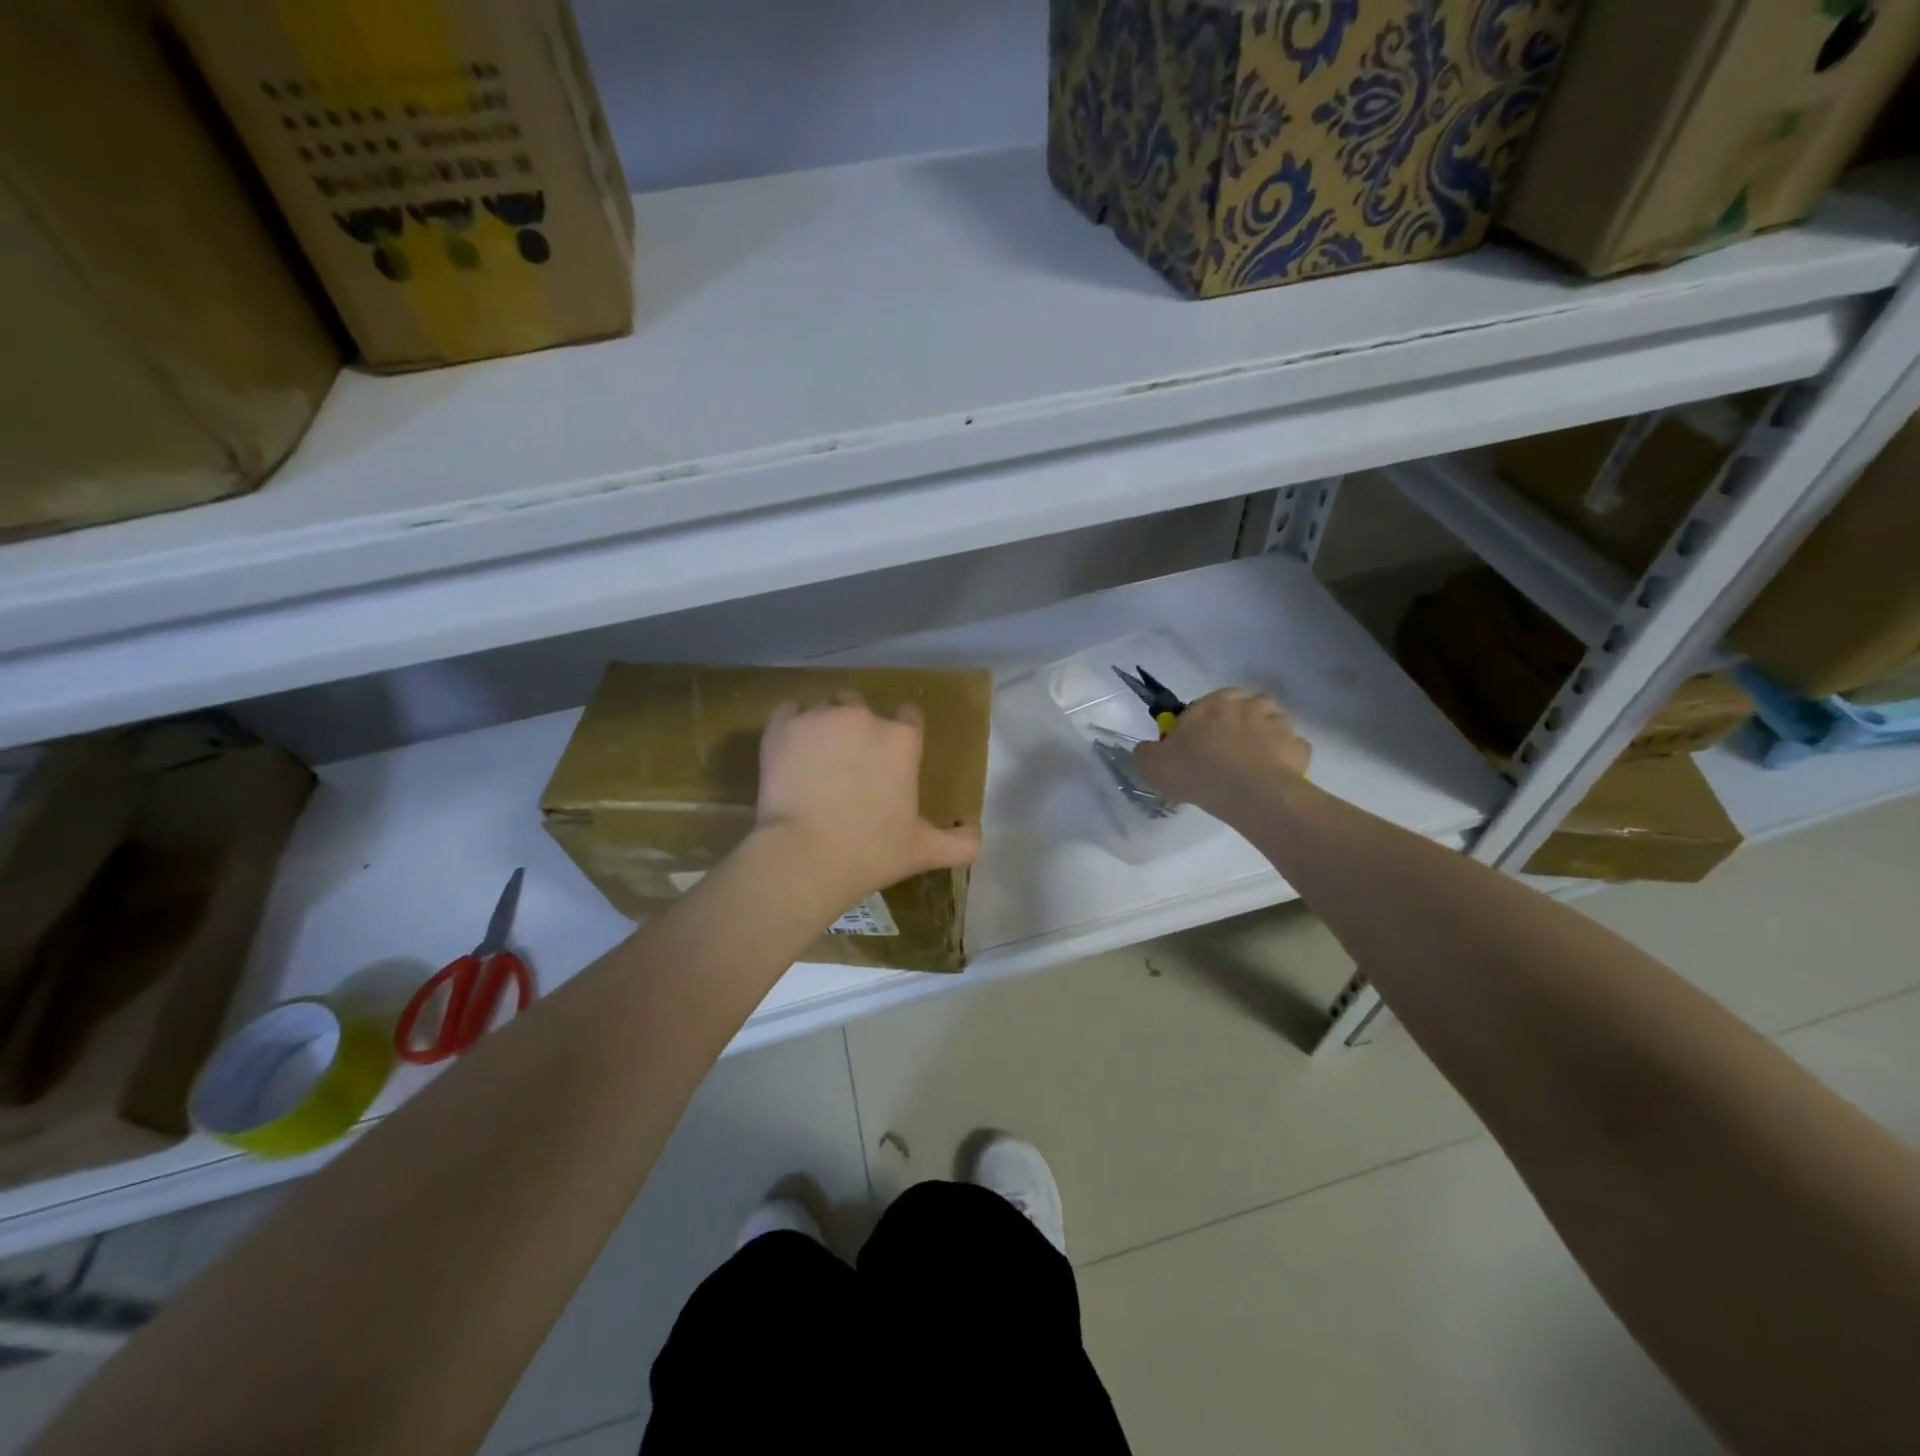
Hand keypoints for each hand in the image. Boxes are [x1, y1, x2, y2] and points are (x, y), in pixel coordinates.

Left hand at [753, 696, 980, 910]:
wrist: (806, 856)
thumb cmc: (871, 851)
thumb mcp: (922, 850)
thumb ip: (958, 843)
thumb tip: (978, 839)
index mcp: (902, 739)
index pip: (908, 715)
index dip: (899, 733)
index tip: (889, 756)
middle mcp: (863, 717)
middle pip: (861, 706)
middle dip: (857, 727)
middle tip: (847, 763)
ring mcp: (820, 717)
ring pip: (823, 707)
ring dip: (822, 726)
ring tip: (814, 760)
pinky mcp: (783, 726)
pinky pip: (787, 711)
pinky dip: (789, 726)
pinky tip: (789, 751)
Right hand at [1132, 687, 1311, 821]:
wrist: (1250, 793)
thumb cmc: (1197, 771)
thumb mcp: (1151, 765)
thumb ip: (1145, 753)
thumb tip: (1148, 751)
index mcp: (1212, 702)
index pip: (1202, 706)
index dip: (1196, 726)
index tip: (1191, 749)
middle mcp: (1248, 704)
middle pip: (1240, 709)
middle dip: (1233, 726)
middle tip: (1222, 756)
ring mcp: (1278, 724)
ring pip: (1269, 724)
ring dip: (1261, 738)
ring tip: (1249, 766)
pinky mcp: (1299, 748)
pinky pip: (1289, 749)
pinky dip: (1282, 759)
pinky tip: (1270, 778)